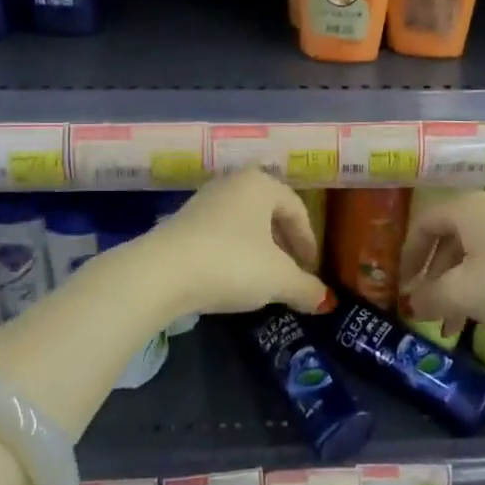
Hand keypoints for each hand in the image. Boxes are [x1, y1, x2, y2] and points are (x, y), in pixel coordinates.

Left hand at [149, 170, 333, 315]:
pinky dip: (233, 252)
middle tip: (291, 272)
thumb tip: (324, 300)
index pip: (297, 209)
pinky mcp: (180, 222)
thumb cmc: (232, 264)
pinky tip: (231, 277)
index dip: (308, 242)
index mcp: (260, 184)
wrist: (160, 274)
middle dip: (284, 244)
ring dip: (258, 249)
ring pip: (243, 223)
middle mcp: (232, 184)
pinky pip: (219, 234)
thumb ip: (306, 288)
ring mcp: (202, 201)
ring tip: (263, 278)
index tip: (311, 270)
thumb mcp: (279, 280)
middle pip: (269, 212)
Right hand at [399, 190, 484, 335]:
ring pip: (473, 255)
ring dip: (458, 288)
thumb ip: (431, 298)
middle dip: (433, 278)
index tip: (402, 286)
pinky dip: (483, 287)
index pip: (422, 225)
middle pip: (448, 240)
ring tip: (453, 326)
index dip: (407, 256)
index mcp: (465, 210)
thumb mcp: (464, 293)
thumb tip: (413, 304)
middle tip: (426, 309)